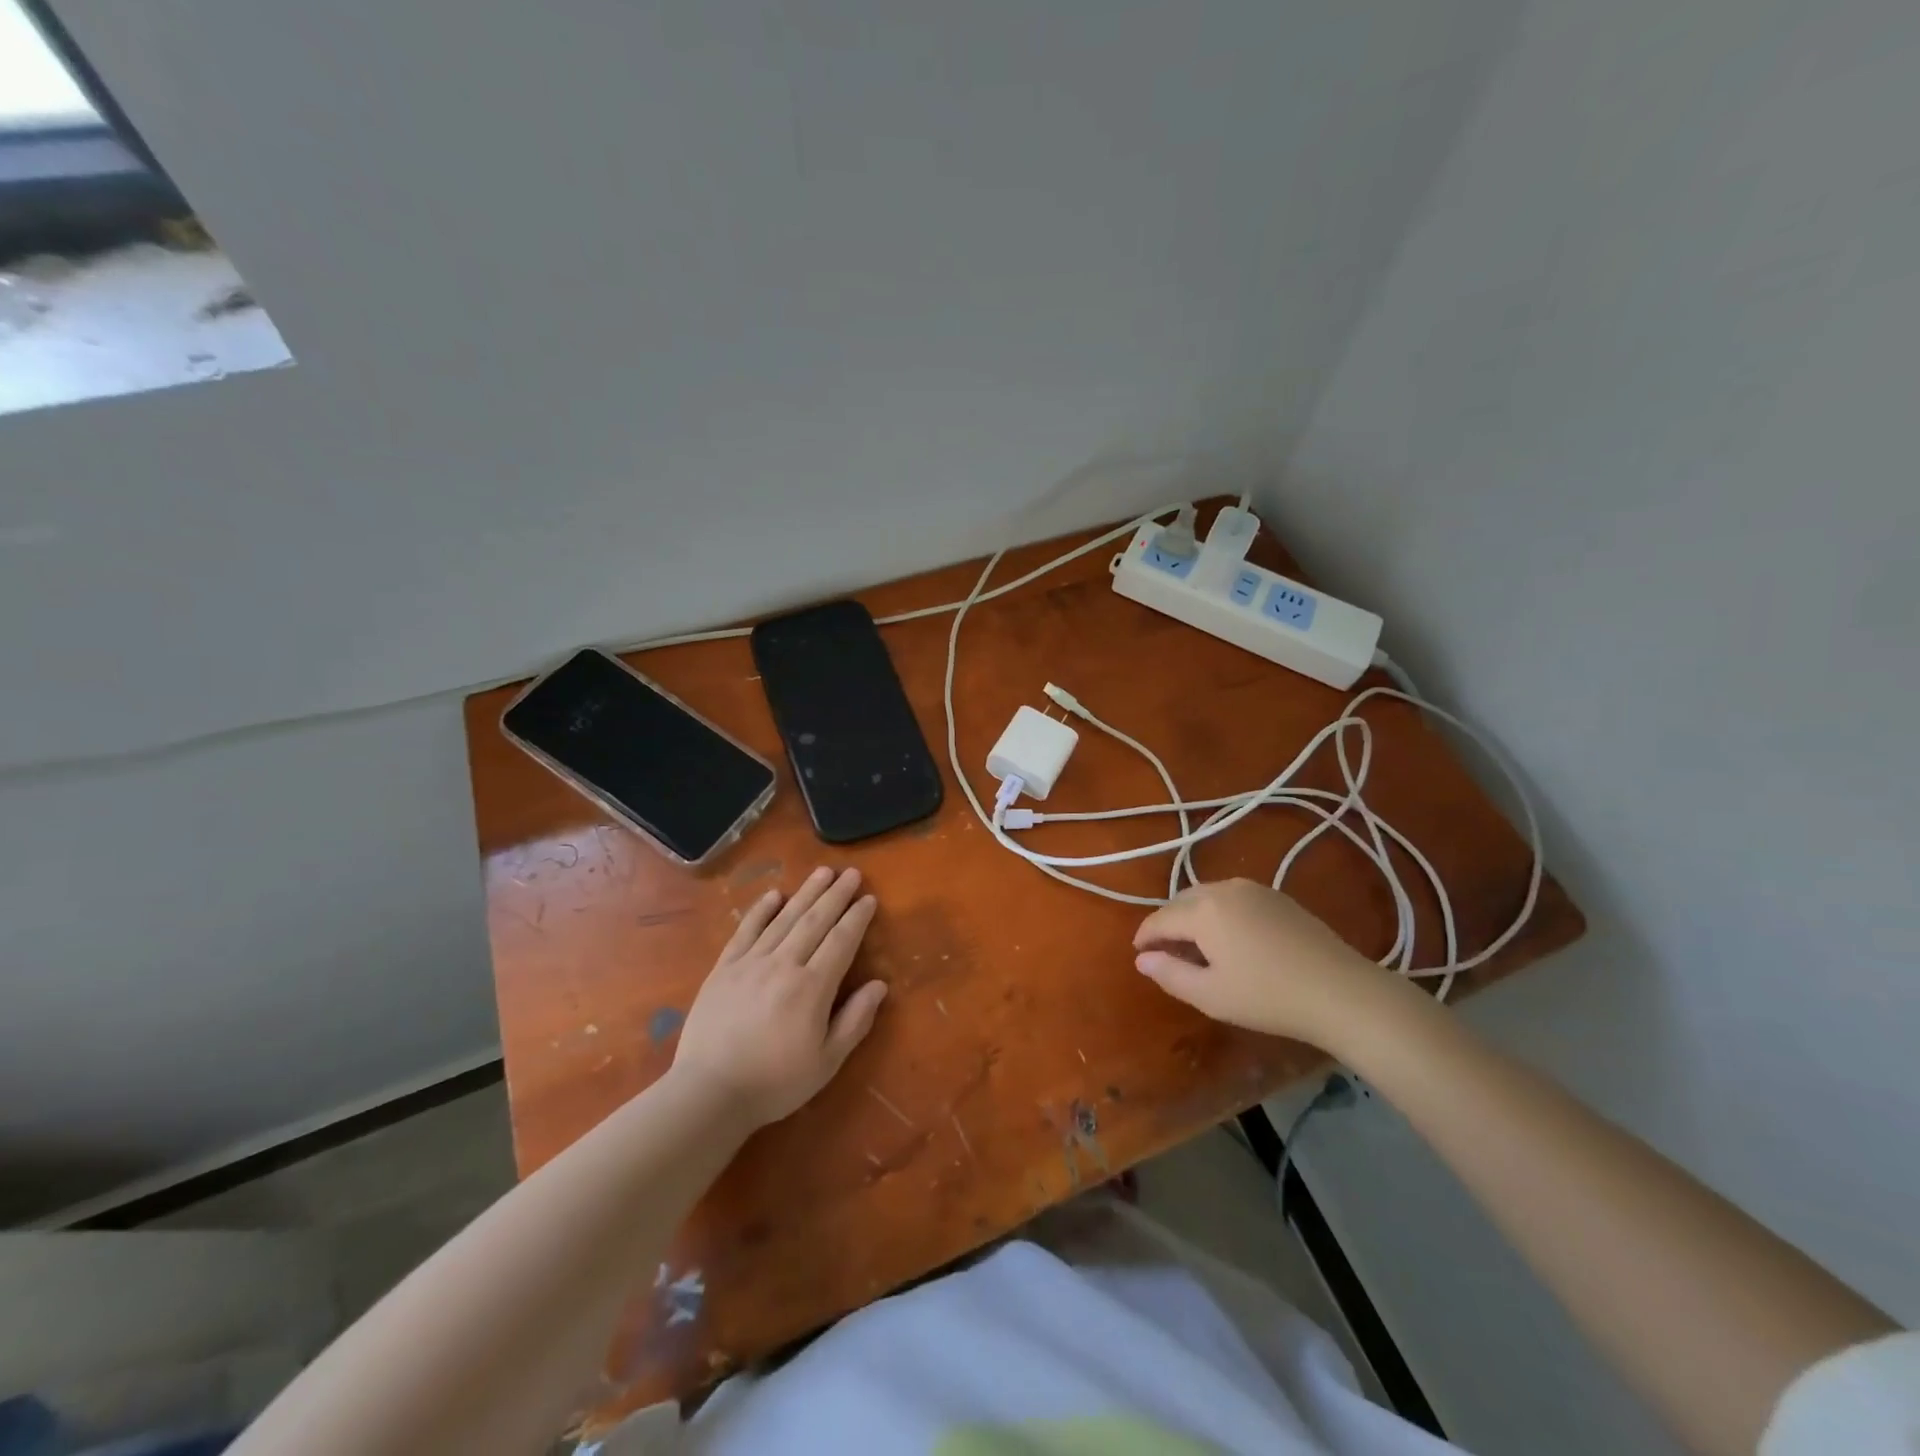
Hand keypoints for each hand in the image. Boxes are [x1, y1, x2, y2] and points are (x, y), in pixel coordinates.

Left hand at [671, 866, 888, 1128]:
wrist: (709, 1093)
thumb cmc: (775, 1082)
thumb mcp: (827, 1061)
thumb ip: (855, 1020)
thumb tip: (879, 985)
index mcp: (812, 987)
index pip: (841, 941)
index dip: (857, 918)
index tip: (869, 899)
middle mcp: (784, 965)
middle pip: (815, 921)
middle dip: (836, 895)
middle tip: (852, 873)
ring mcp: (751, 963)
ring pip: (784, 919)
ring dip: (806, 893)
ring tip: (823, 872)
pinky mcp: (724, 968)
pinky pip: (746, 931)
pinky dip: (761, 910)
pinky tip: (774, 895)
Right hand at [1132, 878, 1396, 1048]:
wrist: (1341, 991)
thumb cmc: (1268, 997)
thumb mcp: (1210, 995)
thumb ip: (1169, 973)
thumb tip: (1141, 959)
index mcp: (1202, 910)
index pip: (1159, 919)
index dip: (1144, 937)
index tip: (1139, 955)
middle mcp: (1223, 888)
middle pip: (1181, 901)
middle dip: (1168, 924)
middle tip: (1167, 955)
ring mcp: (1253, 889)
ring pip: (1207, 896)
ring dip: (1193, 916)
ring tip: (1197, 948)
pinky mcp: (1277, 897)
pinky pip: (1232, 898)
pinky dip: (1219, 913)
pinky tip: (1231, 940)